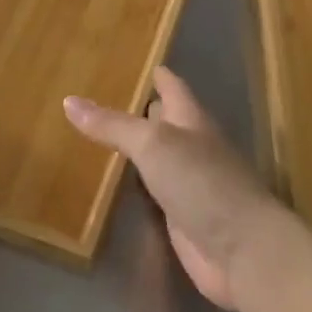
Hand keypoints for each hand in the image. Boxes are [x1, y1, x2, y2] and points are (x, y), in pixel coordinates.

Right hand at [64, 67, 292, 311]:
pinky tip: (114, 183)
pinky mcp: (182, 217)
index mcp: (192, 120)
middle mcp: (193, 147)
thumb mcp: (153, 144)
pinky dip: (135, 184)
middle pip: (165, 121)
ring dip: (135, 148)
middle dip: (141, 109)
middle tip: (101, 96)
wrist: (242, 250)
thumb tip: (69, 100)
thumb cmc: (202, 182)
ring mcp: (189, 184)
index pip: (173, 87)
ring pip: (158, 157)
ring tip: (97, 135)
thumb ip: (113, 125)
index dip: (157, 75)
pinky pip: (153, 192)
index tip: (135, 60)